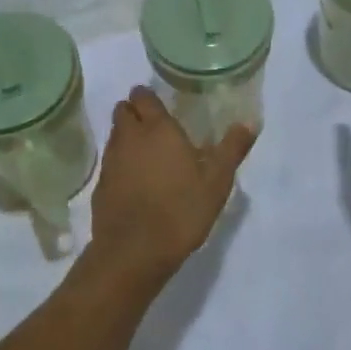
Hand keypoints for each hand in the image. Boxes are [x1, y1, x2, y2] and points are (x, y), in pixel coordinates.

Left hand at [87, 86, 253, 287]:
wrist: (134, 253)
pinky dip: (120, 164)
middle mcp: (129, 138)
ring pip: (114, 136)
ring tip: (147, 153)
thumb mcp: (217, 181)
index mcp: (157, 129)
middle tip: (154, 126)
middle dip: (134, 112)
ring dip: (126, 137)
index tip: (161, 104)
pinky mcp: (100, 187)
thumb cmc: (181, 210)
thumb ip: (232, 148)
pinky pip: (110, 163)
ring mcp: (111, 162)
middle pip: (123, 111)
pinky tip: (135, 182)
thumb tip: (250, 122)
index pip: (143, 96)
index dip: (148, 96)